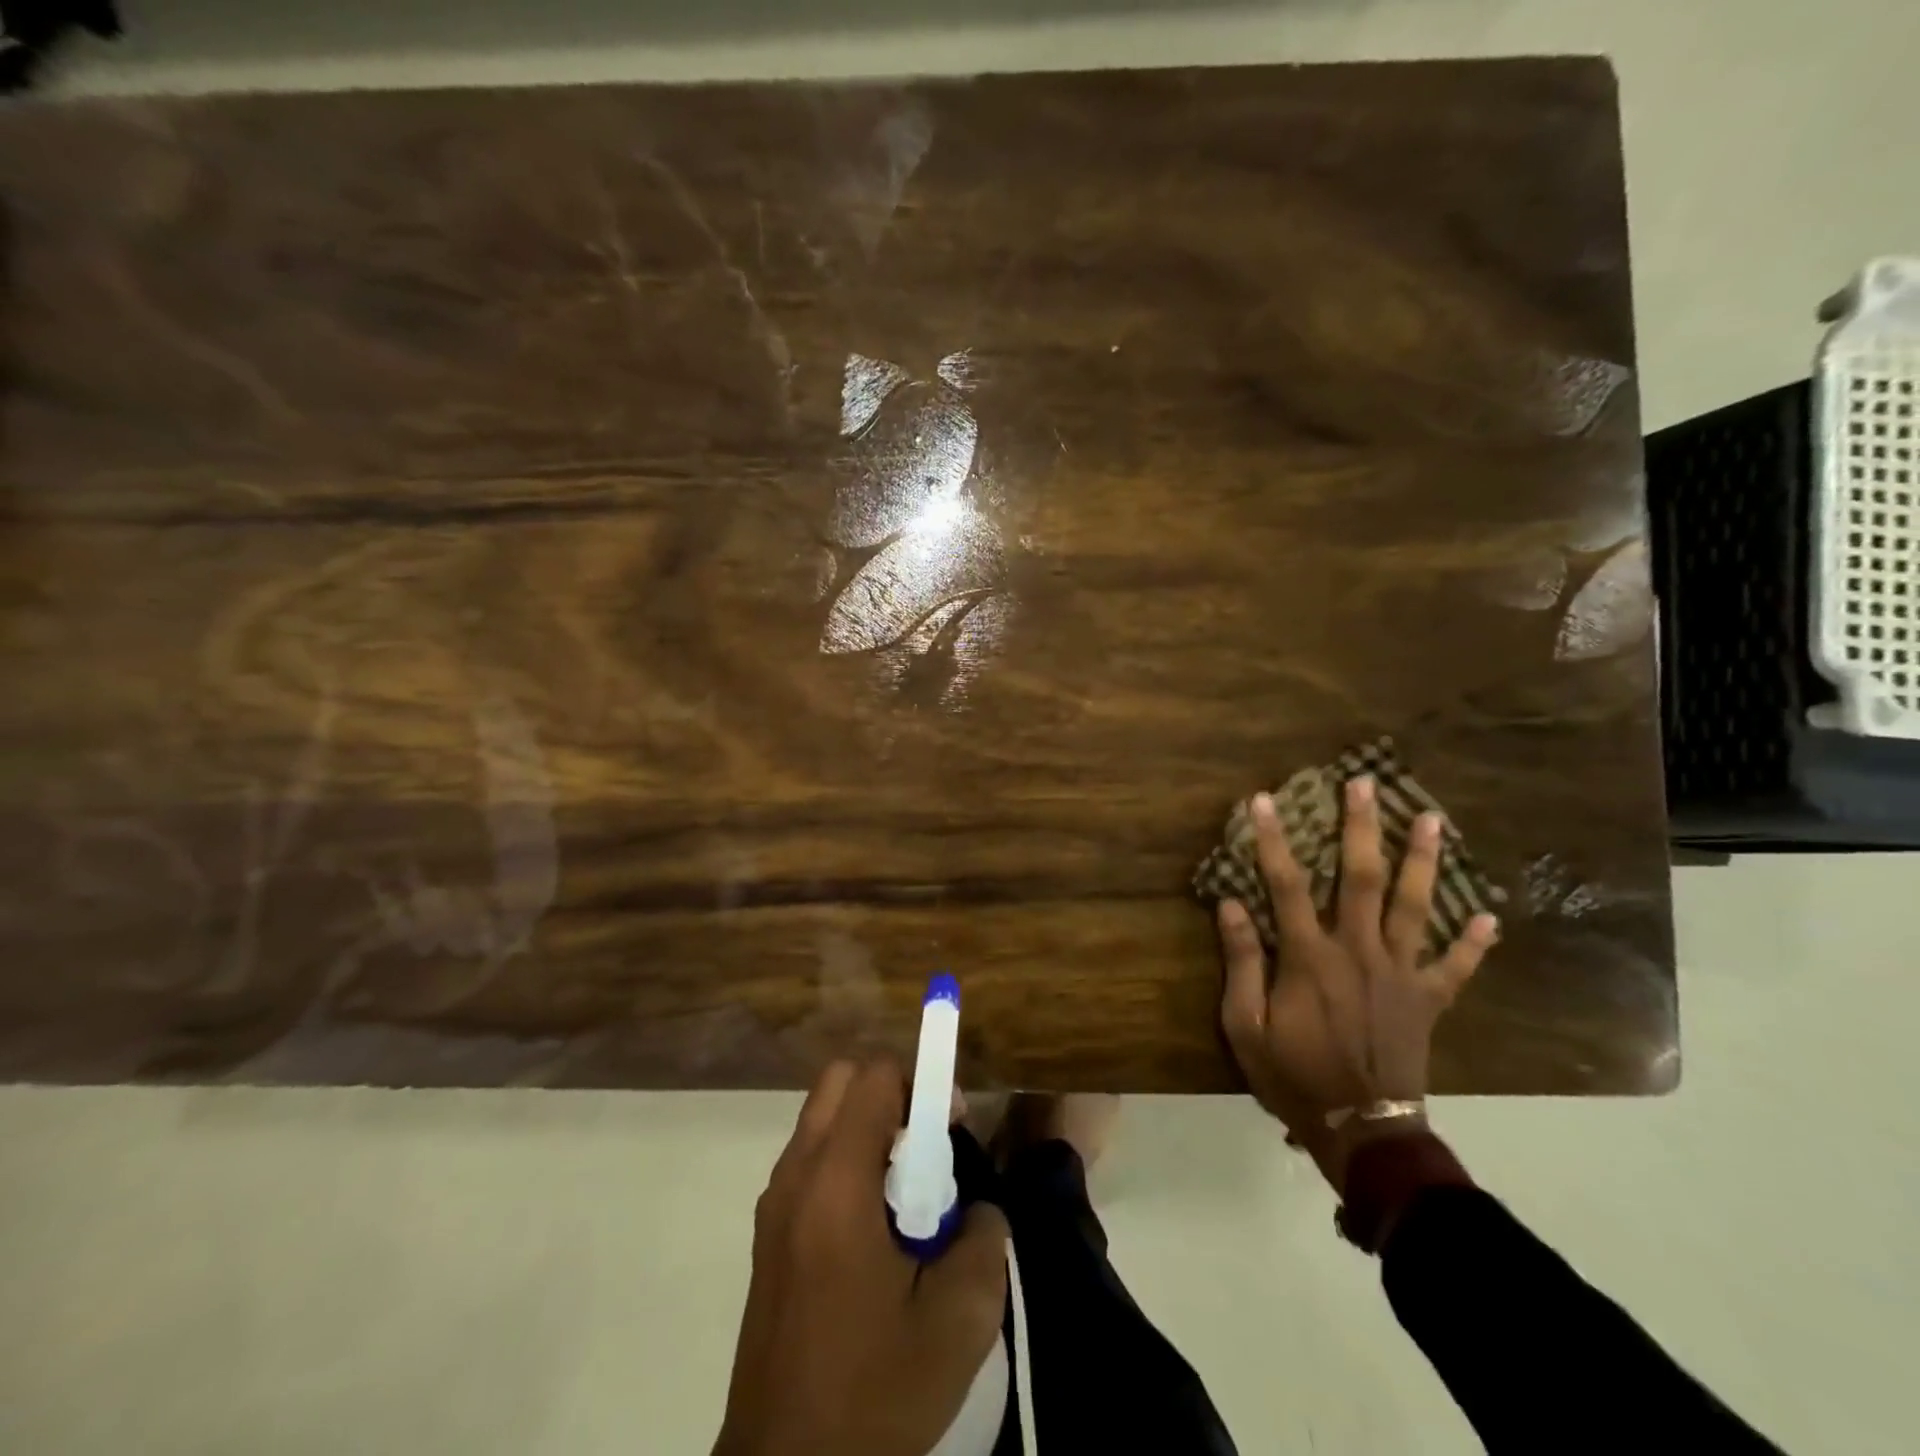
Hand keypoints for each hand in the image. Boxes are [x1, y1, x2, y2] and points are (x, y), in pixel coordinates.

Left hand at [715, 1059, 1009, 1455]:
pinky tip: (876, 1228)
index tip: (952, 1125)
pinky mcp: (769, 1231)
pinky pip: (811, 1158)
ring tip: (907, 1192)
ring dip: (869, 1127)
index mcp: (836, 1184)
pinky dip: (847, 1159)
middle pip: (841, 1080)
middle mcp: (796, 1175)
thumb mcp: (959, 1323)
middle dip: (892, 1094)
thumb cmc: (873, 1392)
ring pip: (823, 1116)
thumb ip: (984, 1238)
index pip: (874, 1077)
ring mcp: (775, 1202)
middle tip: (929, 1147)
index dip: (921, 1083)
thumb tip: (977, 1206)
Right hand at [1216, 776, 1497, 1156]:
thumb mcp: (1246, 1024)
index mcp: (1310, 957)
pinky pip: (1456, 967)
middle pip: (1362, 878)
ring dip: (1422, 861)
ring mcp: (1401, 974)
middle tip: (1365, 783)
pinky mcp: (1428, 1000)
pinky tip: (1488, 916)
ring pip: (1415, 907)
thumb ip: (1240, 962)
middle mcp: (1359, 952)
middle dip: (1362, 827)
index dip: (1273, 839)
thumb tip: (1231, 904)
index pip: (1287, 884)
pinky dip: (1473, 942)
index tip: (1264, 800)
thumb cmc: (1293, 1075)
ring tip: (1429, 819)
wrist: (1361, 1129)